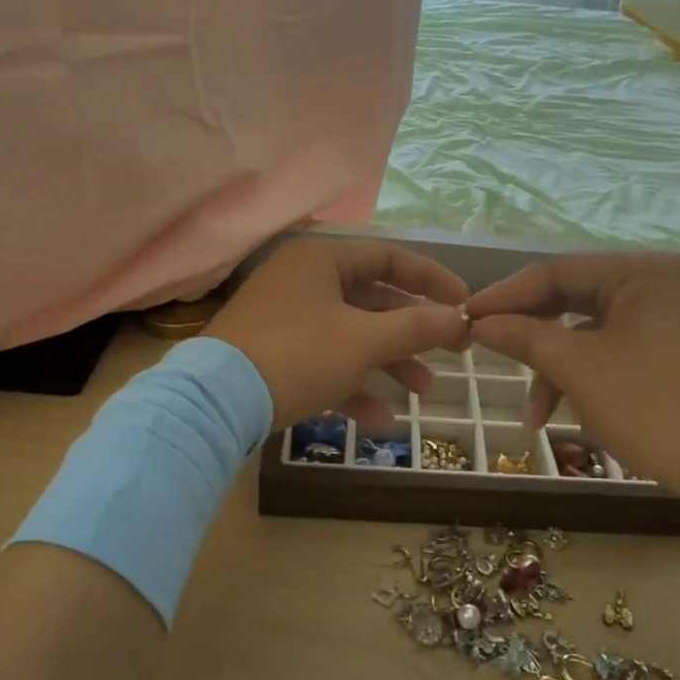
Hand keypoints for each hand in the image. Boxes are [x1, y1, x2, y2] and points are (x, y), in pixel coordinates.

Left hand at [205, 238, 470, 428]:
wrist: (215, 404)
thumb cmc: (298, 355)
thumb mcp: (364, 341)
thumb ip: (416, 327)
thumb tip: (461, 319)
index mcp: (322, 260)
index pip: (389, 258)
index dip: (431, 280)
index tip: (464, 305)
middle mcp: (303, 282)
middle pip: (372, 301)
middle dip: (412, 333)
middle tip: (448, 354)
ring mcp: (285, 320)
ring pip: (351, 336)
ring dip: (388, 363)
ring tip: (422, 392)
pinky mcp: (274, 355)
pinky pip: (324, 363)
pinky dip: (353, 386)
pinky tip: (380, 421)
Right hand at [465, 253, 679, 511]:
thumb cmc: (655, 407)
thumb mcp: (578, 369)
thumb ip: (523, 337)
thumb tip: (478, 322)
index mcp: (639, 272)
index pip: (555, 272)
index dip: (504, 296)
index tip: (463, 319)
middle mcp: (657, 285)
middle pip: (571, 302)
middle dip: (530, 339)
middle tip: (488, 358)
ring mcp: (669, 320)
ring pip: (590, 335)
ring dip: (556, 372)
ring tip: (535, 418)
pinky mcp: (675, 354)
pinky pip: (614, 355)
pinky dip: (586, 381)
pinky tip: (569, 417)